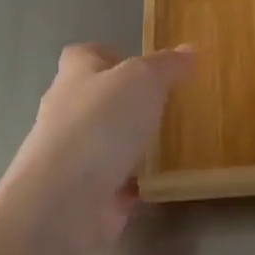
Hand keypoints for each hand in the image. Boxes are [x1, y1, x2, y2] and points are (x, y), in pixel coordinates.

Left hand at [8, 43, 195, 242]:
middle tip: (167, 100)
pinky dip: (136, 182)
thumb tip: (190, 50)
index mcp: (74, 78)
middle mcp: (67, 115)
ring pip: (107, 143)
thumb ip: (167, 65)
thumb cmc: (100, 125)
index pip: (83, 56)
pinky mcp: (86, 197)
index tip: (139, 61)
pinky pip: (117, 184)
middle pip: (95, 99)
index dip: (108, 54)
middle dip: (126, 100)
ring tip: (174, 139)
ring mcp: (74, 159)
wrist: (64, 204)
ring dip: (132, 143)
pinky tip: (165, 180)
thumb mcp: (143, 80)